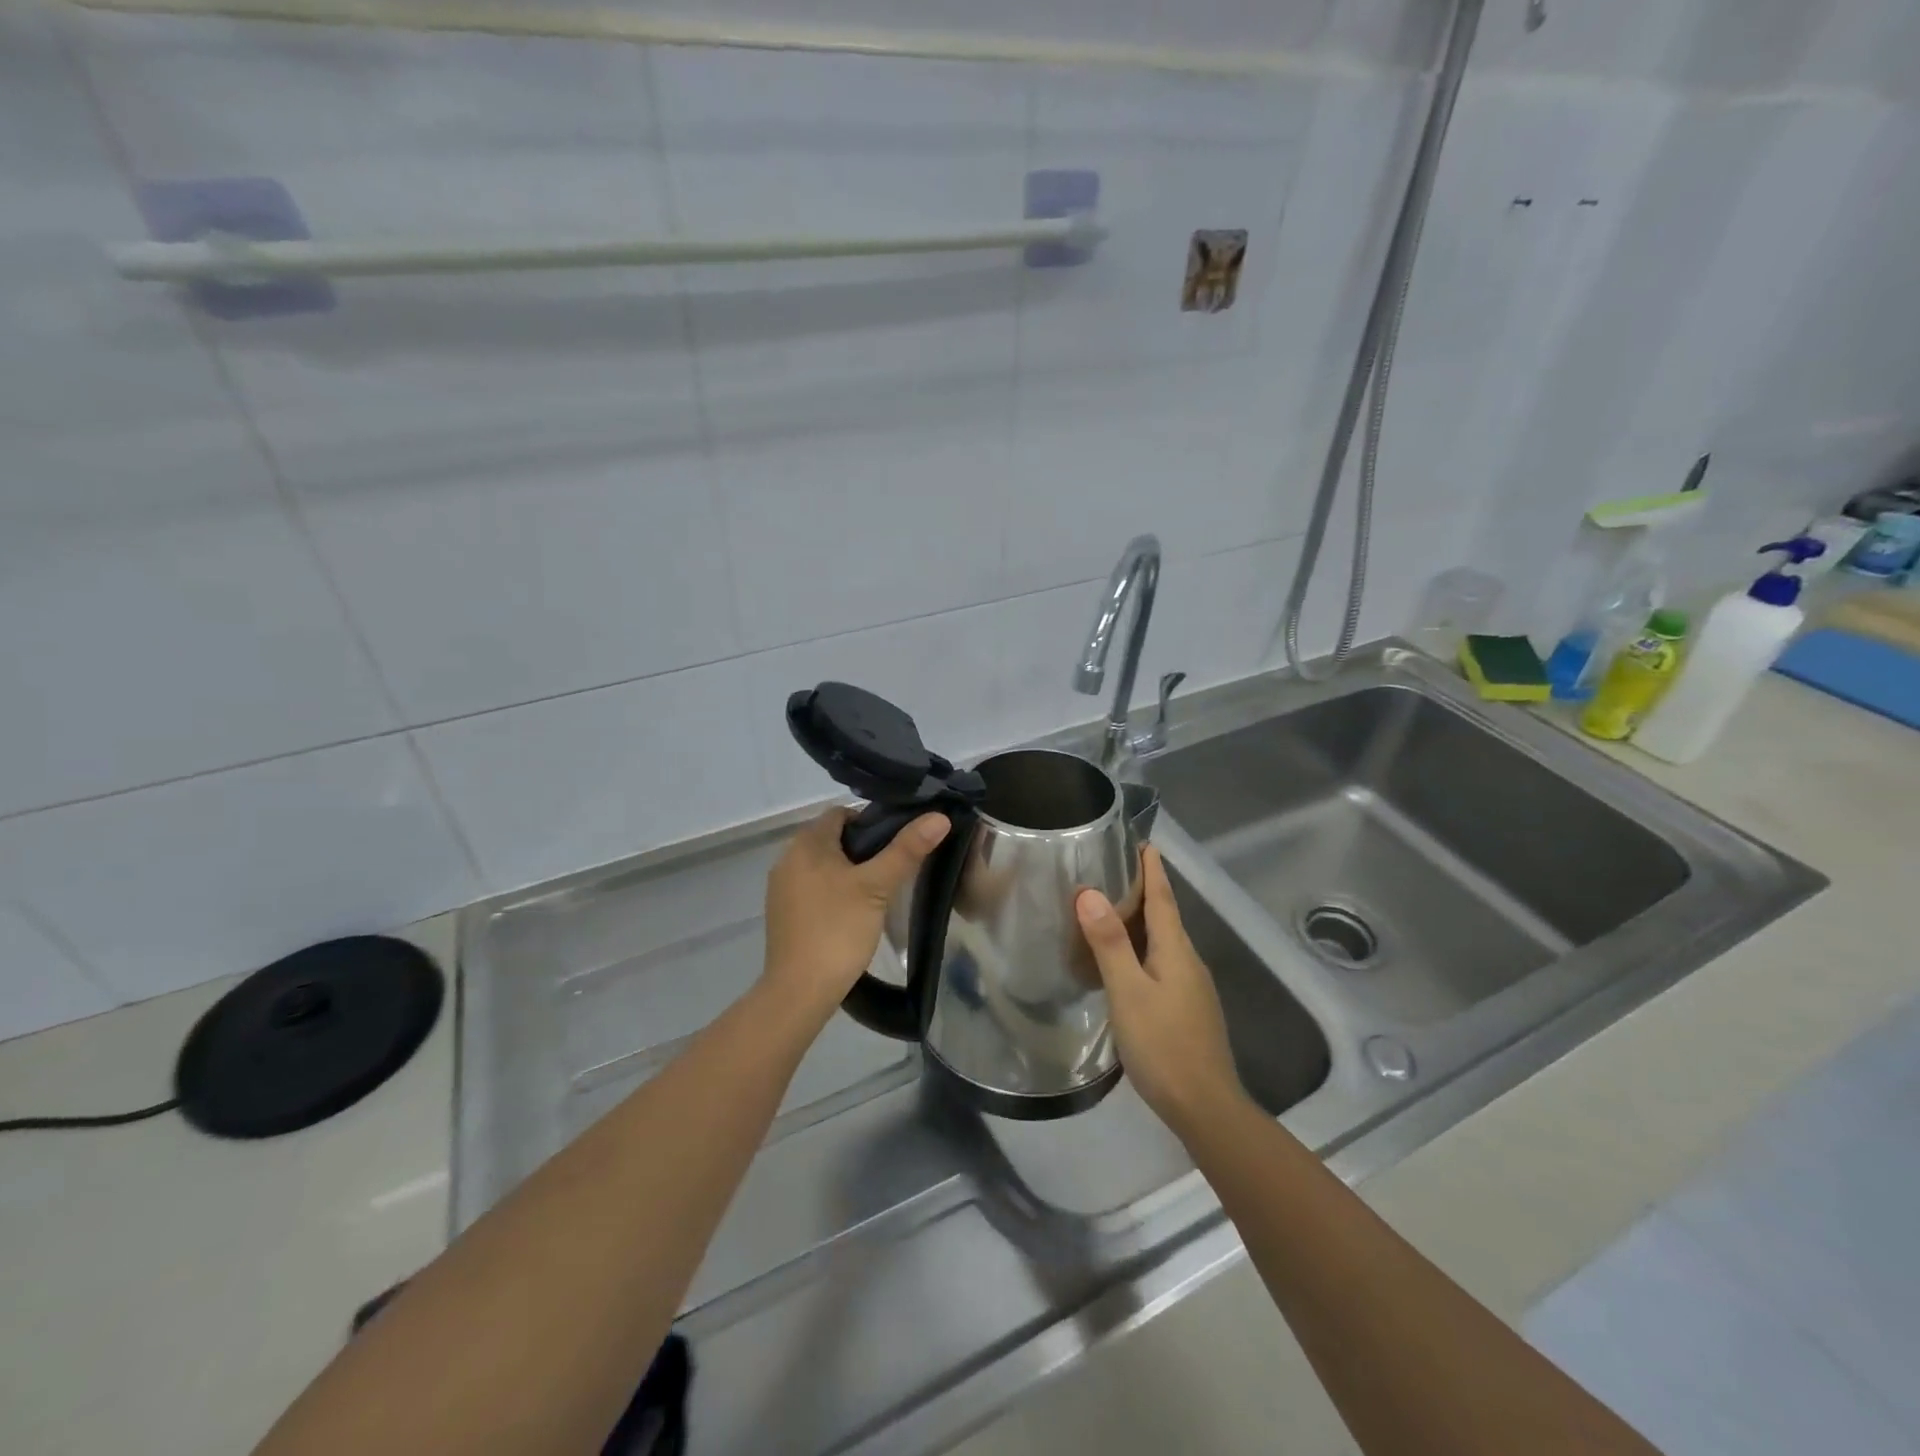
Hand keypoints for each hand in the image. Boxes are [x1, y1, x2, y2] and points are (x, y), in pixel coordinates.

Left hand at [762, 807, 949, 1020]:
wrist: (799, 991)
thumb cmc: (838, 930)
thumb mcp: (877, 887)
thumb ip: (907, 850)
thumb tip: (939, 817)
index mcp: (806, 843)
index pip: (842, 813)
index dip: (872, 822)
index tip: (898, 844)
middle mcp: (788, 858)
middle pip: (833, 839)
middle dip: (863, 849)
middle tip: (893, 869)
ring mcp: (781, 888)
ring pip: (824, 865)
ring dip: (849, 872)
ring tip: (879, 892)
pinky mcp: (783, 913)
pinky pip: (813, 888)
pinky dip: (834, 892)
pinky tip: (853, 913)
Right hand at [1077, 846, 1246, 1138]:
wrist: (1205, 1107)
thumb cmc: (1163, 1044)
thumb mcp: (1128, 991)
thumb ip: (1109, 943)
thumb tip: (1090, 892)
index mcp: (1176, 950)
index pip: (1163, 898)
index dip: (1152, 870)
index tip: (1144, 842)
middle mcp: (1188, 961)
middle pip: (1165, 916)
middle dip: (1145, 891)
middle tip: (1114, 870)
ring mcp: (1191, 987)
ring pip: (1164, 942)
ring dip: (1142, 921)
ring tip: (1112, 911)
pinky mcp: (1187, 1009)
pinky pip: (1162, 964)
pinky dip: (1143, 949)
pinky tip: (1125, 962)